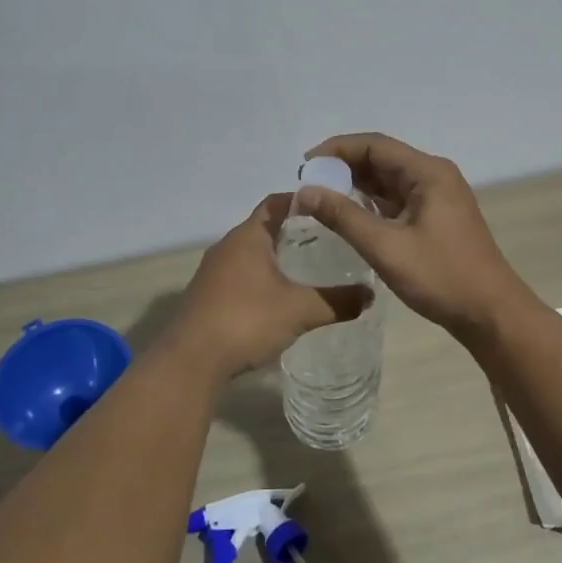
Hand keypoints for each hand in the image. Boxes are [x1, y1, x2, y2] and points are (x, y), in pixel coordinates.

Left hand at [165, 194, 371, 376]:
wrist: (191, 361)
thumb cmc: (247, 320)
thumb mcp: (300, 309)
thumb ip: (337, 301)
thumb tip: (370, 295)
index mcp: (248, 236)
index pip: (276, 203)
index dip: (302, 201)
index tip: (329, 208)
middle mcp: (227, 246)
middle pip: (264, 227)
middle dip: (294, 232)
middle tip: (329, 240)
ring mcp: (213, 272)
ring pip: (251, 254)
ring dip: (276, 257)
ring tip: (309, 269)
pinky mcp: (207, 295)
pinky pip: (240, 276)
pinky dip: (261, 278)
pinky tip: (280, 298)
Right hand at [294, 133, 530, 338]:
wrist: (490, 313)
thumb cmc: (441, 276)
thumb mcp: (386, 247)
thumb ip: (343, 216)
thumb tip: (304, 191)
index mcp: (427, 172)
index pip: (374, 145)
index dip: (336, 150)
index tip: (304, 166)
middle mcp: (434, 175)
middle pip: (381, 158)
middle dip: (343, 167)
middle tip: (307, 185)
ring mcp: (437, 196)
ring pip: (388, 180)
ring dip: (355, 185)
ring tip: (320, 198)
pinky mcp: (436, 217)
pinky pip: (397, 199)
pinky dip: (371, 203)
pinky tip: (348, 215)